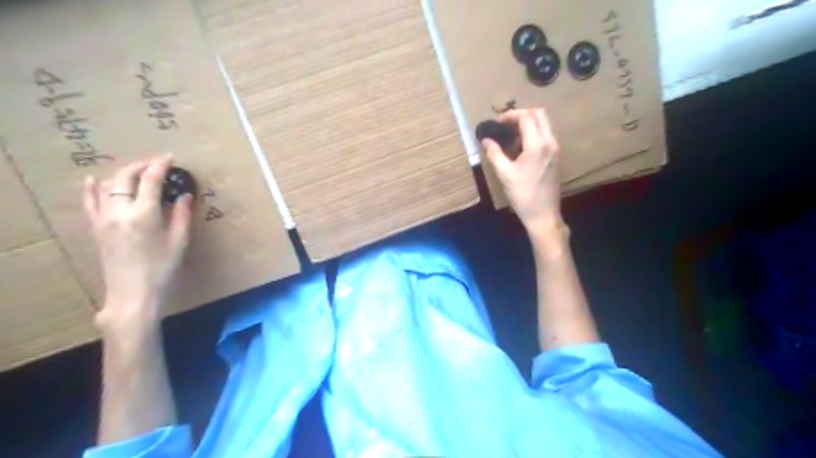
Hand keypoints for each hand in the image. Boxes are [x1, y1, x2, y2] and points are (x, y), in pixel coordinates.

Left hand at [83, 155, 192, 327]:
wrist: (133, 292)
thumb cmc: (162, 268)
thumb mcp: (180, 241)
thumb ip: (182, 215)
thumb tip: (184, 195)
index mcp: (144, 214)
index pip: (150, 180)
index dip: (160, 166)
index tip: (169, 158)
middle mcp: (120, 211)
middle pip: (125, 178)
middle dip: (140, 166)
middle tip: (156, 163)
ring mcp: (103, 219)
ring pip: (107, 186)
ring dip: (122, 174)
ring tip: (135, 171)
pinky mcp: (96, 227)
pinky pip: (90, 201)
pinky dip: (93, 188)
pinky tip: (94, 180)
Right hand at [483, 109, 560, 231]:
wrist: (543, 214)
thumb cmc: (523, 195)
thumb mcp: (504, 174)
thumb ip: (494, 153)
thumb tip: (485, 140)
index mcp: (537, 145)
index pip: (526, 117)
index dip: (510, 115)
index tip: (497, 123)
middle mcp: (550, 142)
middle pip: (539, 114)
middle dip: (521, 115)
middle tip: (505, 126)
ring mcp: (555, 149)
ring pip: (544, 124)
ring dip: (528, 125)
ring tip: (511, 140)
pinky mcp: (556, 157)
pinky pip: (545, 136)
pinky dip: (533, 135)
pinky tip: (520, 150)